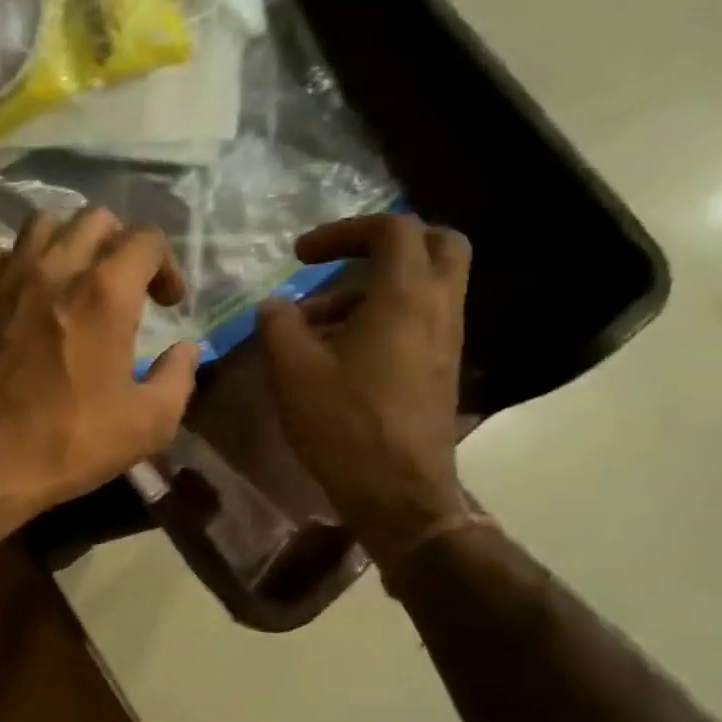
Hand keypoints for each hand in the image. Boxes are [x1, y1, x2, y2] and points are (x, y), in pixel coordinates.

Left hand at [0, 207, 200, 521]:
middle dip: (120, 246)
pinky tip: (20, 289)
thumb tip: (186, 349)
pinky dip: (10, 261)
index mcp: (106, 293)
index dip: (167, 266)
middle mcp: (57, 269)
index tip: (168, 304)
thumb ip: (178, 378)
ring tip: (73, 278)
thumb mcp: (147, 425)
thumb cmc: (68, 444)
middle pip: (96, 220)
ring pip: (42, 224)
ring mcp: (8, 280)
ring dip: (67, 242)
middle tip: (125, 287)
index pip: (147, 239)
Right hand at [256, 214, 472, 564]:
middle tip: (340, 264)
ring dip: (374, 289)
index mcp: (405, 297)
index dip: (343, 231)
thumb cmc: (344, 425)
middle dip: (384, 244)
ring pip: (426, 286)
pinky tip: (340, 355)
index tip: (300, 256)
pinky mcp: (441, 369)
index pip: (391, 229)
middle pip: (435, 245)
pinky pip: (420, 320)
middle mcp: (438, 308)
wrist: (398, 491)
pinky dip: (385, 317)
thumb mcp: (292, 371)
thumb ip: (279, 325)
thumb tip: (276, 306)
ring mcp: (446, 340)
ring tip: (317, 325)